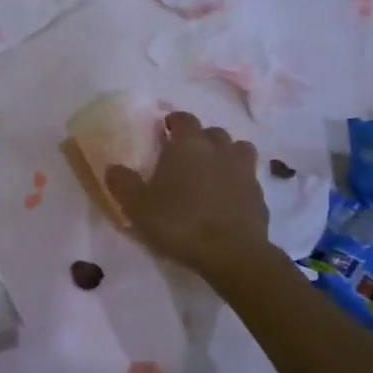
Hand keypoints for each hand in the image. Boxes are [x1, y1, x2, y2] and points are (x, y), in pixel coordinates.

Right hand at [105, 110, 269, 275]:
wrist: (232, 254)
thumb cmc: (180, 223)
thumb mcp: (138, 206)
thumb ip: (122, 183)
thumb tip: (113, 167)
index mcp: (189, 145)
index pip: (184, 119)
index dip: (174, 121)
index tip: (165, 129)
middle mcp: (220, 150)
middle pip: (213, 132)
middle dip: (200, 139)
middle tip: (186, 155)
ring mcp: (244, 171)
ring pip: (238, 150)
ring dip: (225, 155)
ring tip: (212, 171)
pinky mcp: (259, 195)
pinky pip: (248, 178)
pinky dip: (237, 181)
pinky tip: (227, 198)